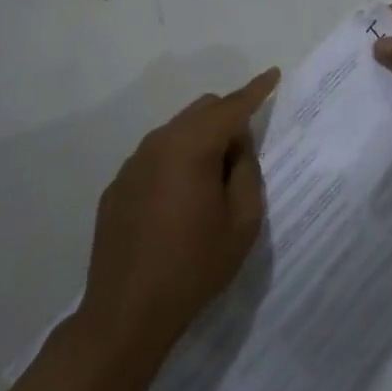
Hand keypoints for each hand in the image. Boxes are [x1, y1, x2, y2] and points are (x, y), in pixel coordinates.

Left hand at [77, 68, 279, 360]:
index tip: (273, 74)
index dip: (256, 90)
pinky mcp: (117, 186)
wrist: (125, 316)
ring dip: (200, 141)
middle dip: (228, 119)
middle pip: (202, 110)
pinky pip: (155, 157)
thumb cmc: (194, 267)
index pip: (232, 106)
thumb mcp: (242, 222)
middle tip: (244, 156)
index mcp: (192, 146)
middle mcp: (159, 142)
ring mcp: (133, 163)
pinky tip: (178, 203)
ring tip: (211, 185)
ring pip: (177, 131)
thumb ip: (247, 171)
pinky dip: (175, 162)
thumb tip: (237, 144)